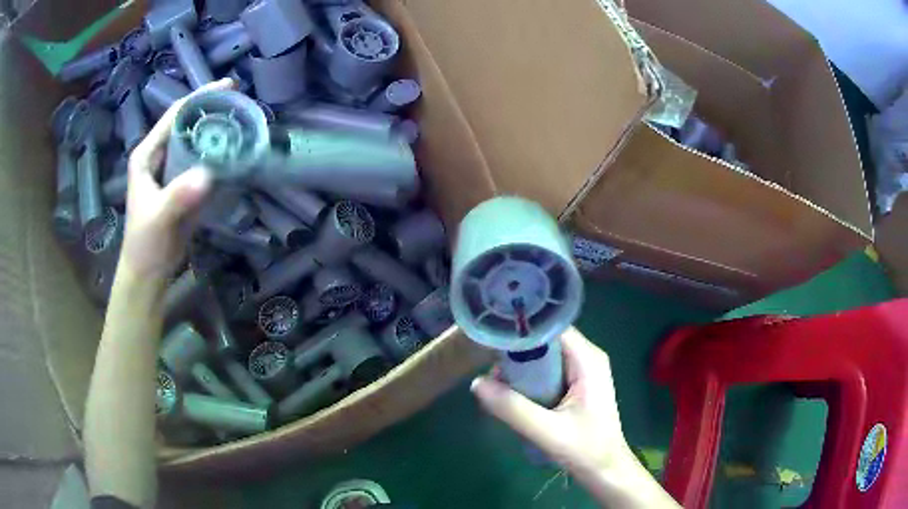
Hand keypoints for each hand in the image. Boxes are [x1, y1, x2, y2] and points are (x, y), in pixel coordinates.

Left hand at [121, 78, 234, 278]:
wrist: (148, 272)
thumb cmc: (145, 243)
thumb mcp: (159, 218)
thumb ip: (178, 196)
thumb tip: (208, 176)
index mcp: (147, 154)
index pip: (174, 115)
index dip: (199, 97)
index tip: (227, 87)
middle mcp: (159, 156)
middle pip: (187, 123)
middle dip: (211, 110)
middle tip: (241, 104)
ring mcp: (171, 171)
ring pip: (195, 141)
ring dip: (216, 131)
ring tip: (242, 122)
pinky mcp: (182, 185)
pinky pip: (201, 162)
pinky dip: (217, 154)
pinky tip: (234, 152)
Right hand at [471, 327, 635, 476]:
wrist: (605, 470)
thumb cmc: (586, 450)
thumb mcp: (547, 432)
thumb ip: (512, 408)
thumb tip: (477, 383)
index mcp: (587, 360)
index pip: (550, 328)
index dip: (522, 331)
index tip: (491, 340)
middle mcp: (586, 358)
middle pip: (544, 342)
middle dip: (516, 355)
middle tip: (491, 373)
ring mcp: (581, 371)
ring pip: (543, 358)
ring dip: (520, 371)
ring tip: (497, 387)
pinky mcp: (574, 385)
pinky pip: (546, 373)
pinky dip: (528, 382)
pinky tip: (512, 398)